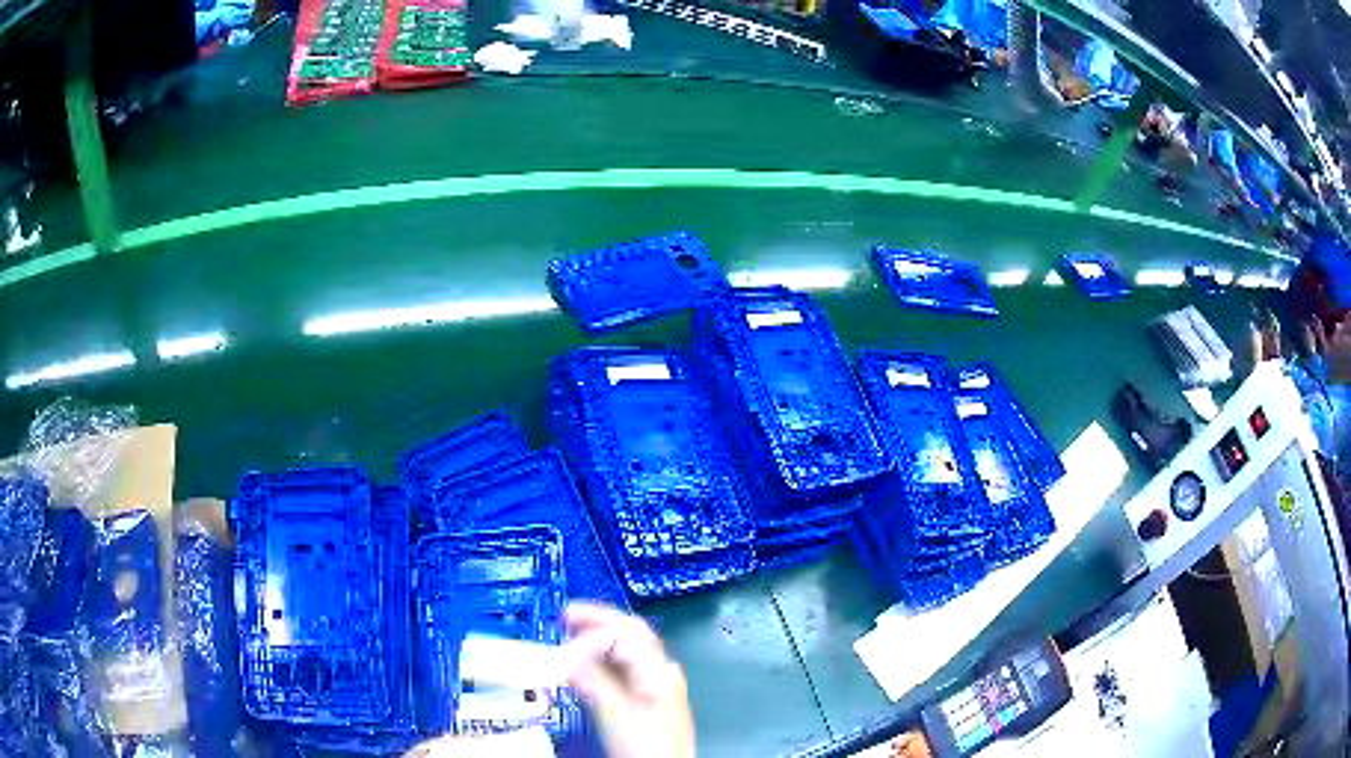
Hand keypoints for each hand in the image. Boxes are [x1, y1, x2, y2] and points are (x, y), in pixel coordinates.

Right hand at [560, 602, 695, 757]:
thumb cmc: (649, 747)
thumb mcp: (615, 713)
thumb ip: (593, 680)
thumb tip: (568, 653)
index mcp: (660, 671)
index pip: (629, 630)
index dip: (596, 622)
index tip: (567, 623)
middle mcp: (663, 672)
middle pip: (632, 634)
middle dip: (599, 622)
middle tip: (567, 614)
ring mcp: (658, 684)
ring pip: (627, 650)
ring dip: (599, 639)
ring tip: (571, 633)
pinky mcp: (649, 697)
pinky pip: (625, 668)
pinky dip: (603, 659)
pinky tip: (585, 662)